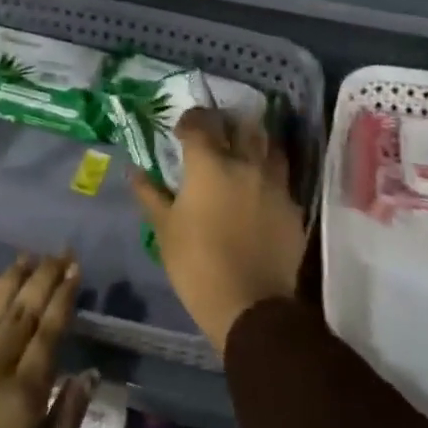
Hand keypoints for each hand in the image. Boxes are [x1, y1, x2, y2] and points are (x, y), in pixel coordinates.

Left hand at [0, 255, 95, 427]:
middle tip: (58, 252)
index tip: (75, 268)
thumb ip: (64, 423)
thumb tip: (86, 374)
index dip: (63, 296)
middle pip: (21, 310)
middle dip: (43, 277)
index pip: (49, 331)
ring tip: (27, 257)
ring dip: (11, 279)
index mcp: (22, 396)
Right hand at [131, 107, 306, 353]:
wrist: (251, 307)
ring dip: (255, 143)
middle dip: (227, 123)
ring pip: (270, 146)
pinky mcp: (293, 207)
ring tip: (244, 153)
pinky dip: (271, 176)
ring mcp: (274, 184)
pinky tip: (262, 190)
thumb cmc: (197, 265)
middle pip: (241, 125)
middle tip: (216, 134)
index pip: (200, 123)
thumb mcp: (165, 230)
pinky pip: (283, 179)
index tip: (181, 130)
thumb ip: (150, 194)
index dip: (190, 120)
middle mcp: (245, 163)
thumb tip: (134, 171)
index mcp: (209, 164)